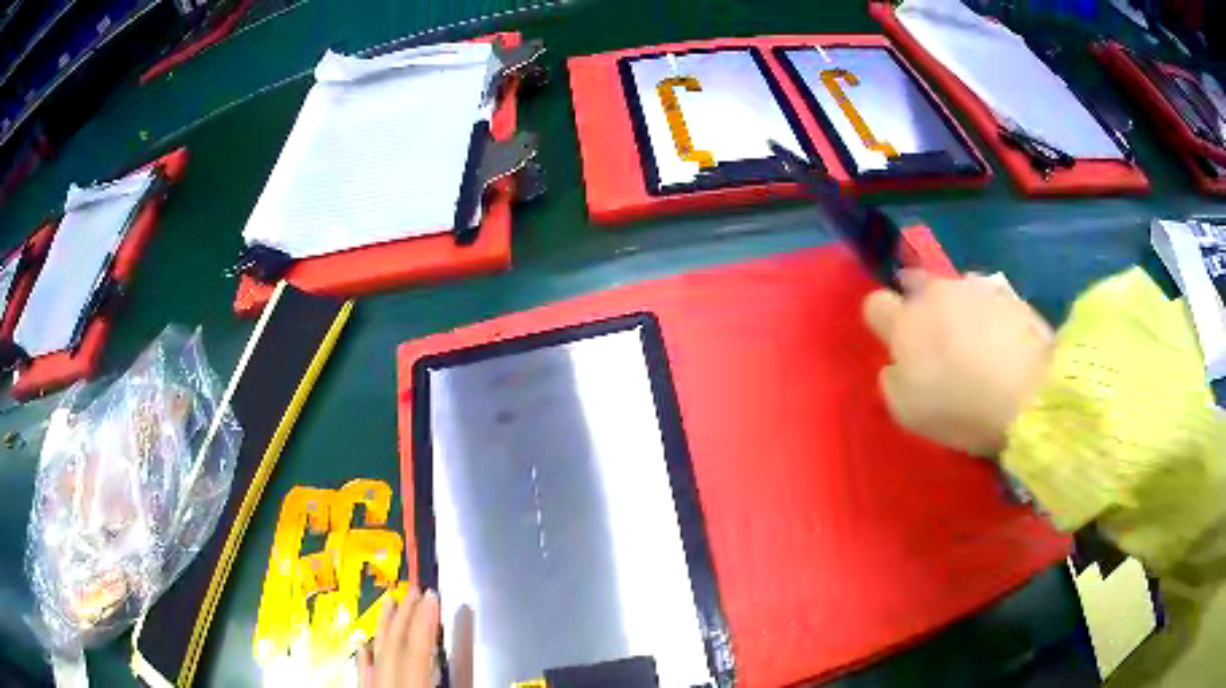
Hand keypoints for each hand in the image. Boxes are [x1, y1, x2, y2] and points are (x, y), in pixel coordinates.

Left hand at [359, 589, 472, 687]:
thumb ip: (457, 675)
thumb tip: (465, 649)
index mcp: (411, 681)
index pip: (416, 643)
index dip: (425, 617)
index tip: (432, 594)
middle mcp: (389, 679)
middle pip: (395, 641)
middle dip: (406, 614)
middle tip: (415, 590)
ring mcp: (377, 684)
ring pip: (379, 650)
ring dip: (385, 625)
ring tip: (389, 602)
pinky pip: (365, 669)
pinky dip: (368, 653)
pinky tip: (366, 643)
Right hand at [863, 271, 1053, 456]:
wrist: (1030, 390)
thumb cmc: (962, 406)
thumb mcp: (910, 413)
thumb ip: (893, 382)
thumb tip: (896, 366)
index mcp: (905, 323)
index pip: (875, 304)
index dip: (882, 322)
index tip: (896, 344)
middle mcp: (935, 293)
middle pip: (914, 284)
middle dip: (919, 305)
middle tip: (936, 340)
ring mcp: (974, 287)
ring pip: (954, 290)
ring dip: (957, 308)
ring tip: (977, 343)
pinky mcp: (1007, 292)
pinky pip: (987, 298)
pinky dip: (988, 314)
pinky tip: (1002, 342)